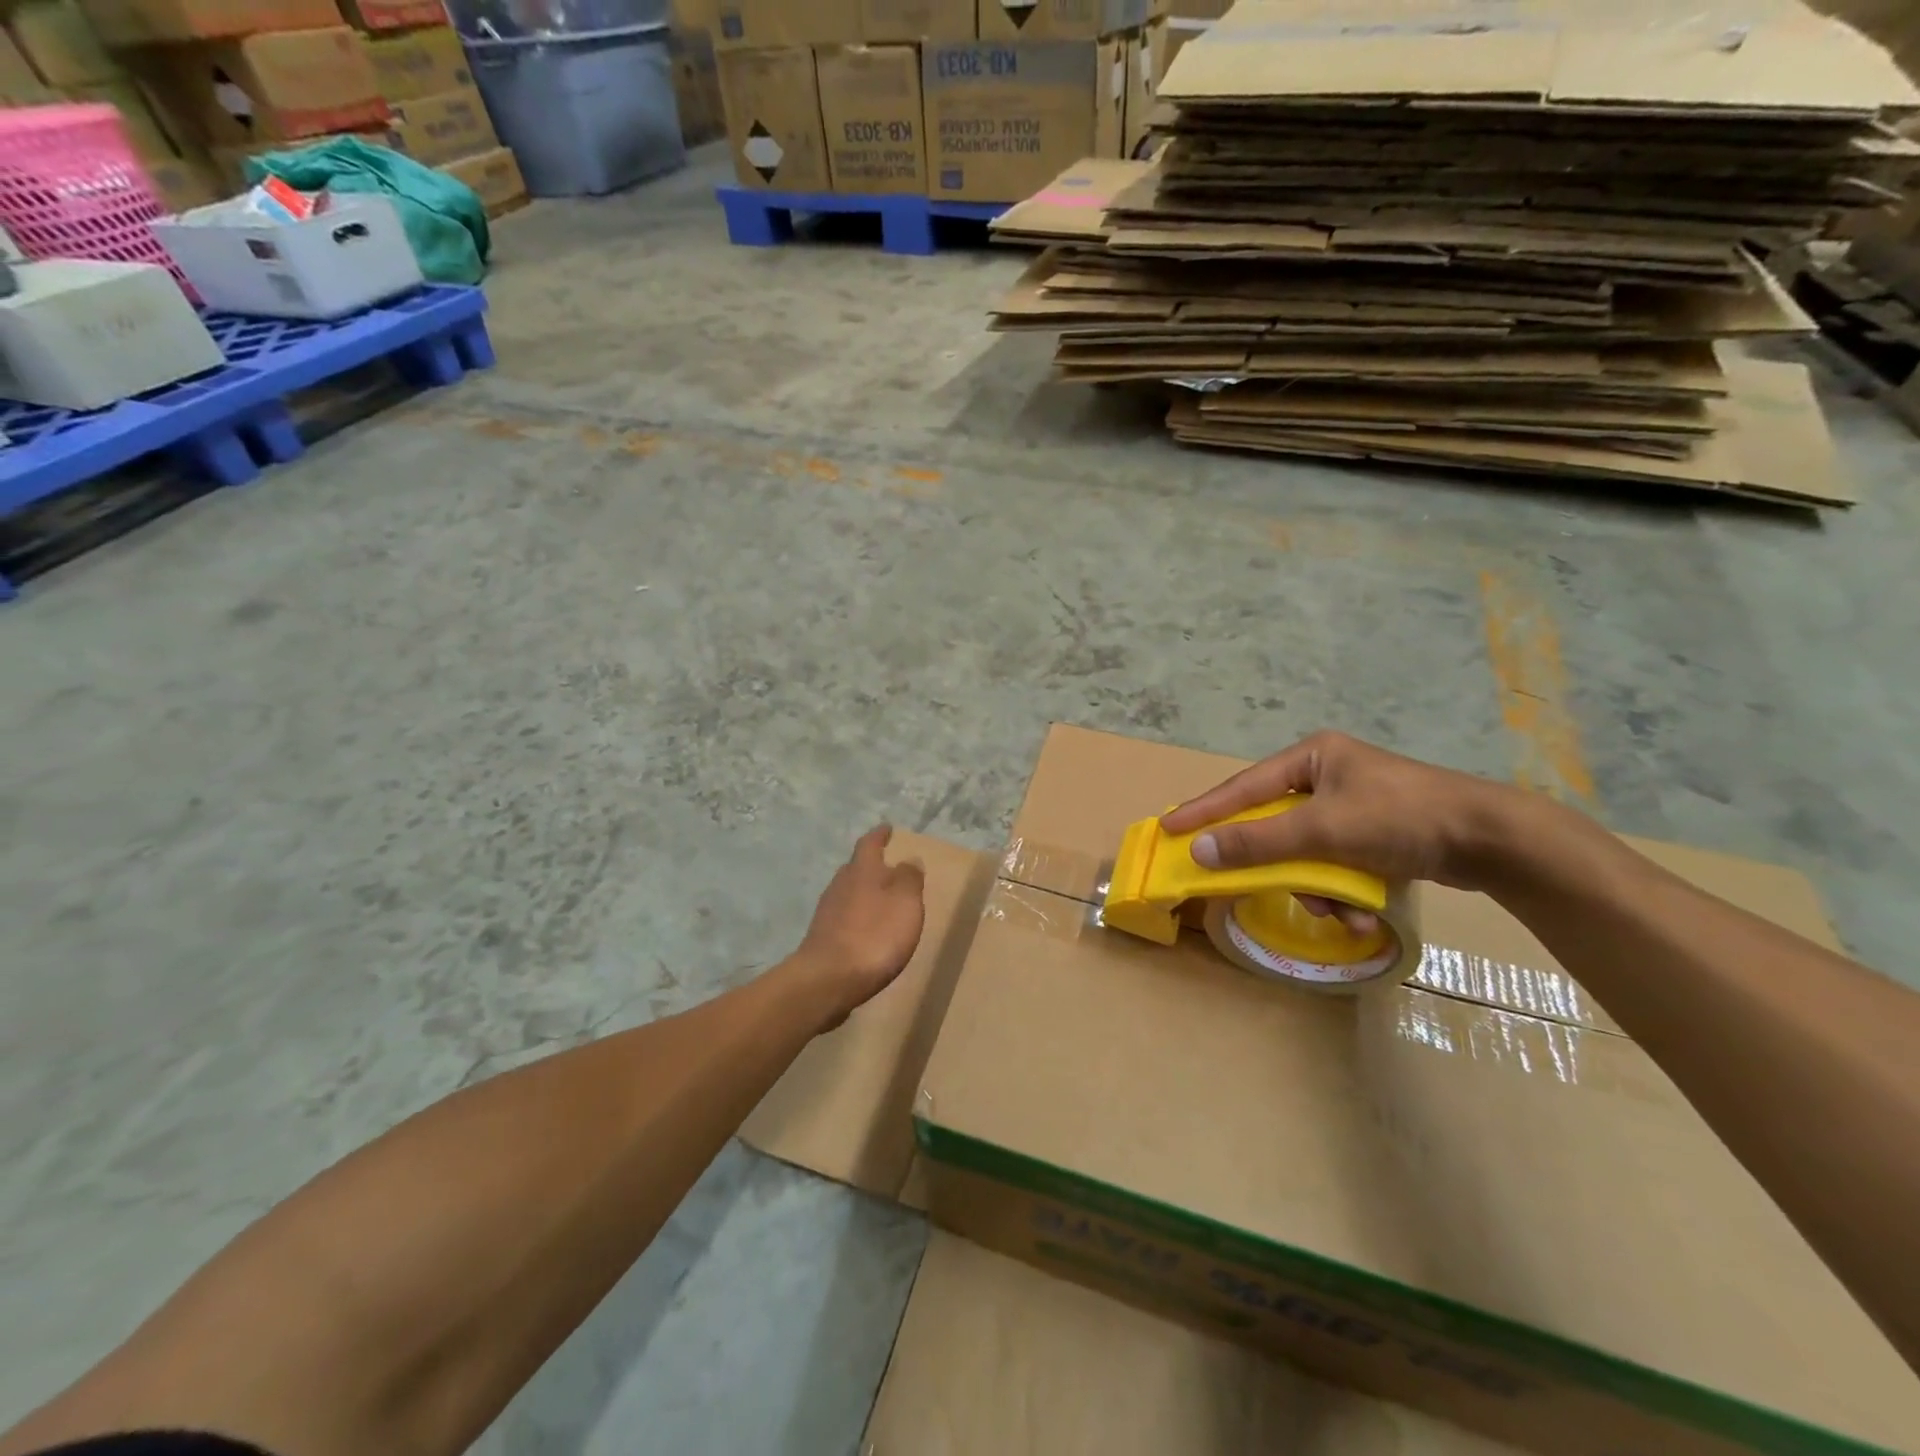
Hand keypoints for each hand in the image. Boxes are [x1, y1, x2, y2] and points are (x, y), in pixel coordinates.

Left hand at [791, 826, 926, 1026]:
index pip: (870, 844)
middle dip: (871, 866)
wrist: (829, 980)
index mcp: (862, 870)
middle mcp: (840, 884)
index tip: (887, 828)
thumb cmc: (875, 935)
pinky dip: (857, 917)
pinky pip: (843, 917)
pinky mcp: (822, 938)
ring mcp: (827, 912)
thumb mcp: (905, 902)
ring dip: (864, 893)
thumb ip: (909, 878)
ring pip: (848, 893)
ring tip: (881, 900)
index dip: (879, 835)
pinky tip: (865, 930)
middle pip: (856, 868)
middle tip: (888, 867)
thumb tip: (908, 858)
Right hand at [1160, 732, 1523, 903]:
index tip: (1168, 828)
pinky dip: (1342, 889)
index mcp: (1311, 758)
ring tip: (1340, 910)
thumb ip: (1259, 841)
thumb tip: (1201, 850)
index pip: (1243, 787)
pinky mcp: (1375, 833)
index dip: (1204, 810)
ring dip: (1316, 887)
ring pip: (1306, 851)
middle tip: (1253, 885)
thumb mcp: (1323, 830)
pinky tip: (1361, 911)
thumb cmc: (1399, 818)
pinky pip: (1336, 862)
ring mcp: (1352, 804)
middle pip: (1276, 825)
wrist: (1492, 839)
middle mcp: (1326, 776)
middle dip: (1280, 865)